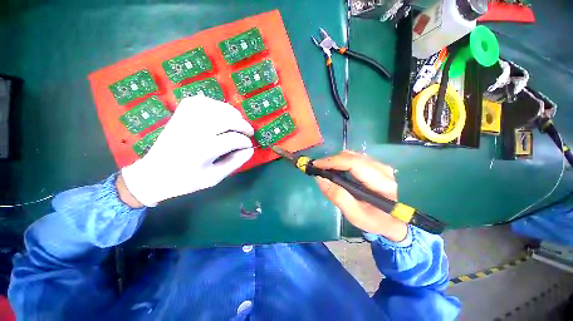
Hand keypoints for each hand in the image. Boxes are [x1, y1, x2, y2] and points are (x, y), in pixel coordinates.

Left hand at [121, 96, 253, 206]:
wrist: (154, 174)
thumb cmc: (186, 180)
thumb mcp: (214, 178)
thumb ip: (234, 163)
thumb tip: (250, 149)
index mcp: (202, 151)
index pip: (233, 139)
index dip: (245, 142)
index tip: (249, 146)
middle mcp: (194, 131)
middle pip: (226, 119)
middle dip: (243, 125)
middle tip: (249, 132)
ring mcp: (185, 120)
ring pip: (215, 107)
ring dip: (232, 113)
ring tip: (238, 121)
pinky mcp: (179, 114)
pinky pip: (200, 101)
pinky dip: (215, 104)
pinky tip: (221, 112)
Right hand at [313, 151, 407, 241]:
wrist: (392, 221)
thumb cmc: (374, 220)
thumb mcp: (354, 215)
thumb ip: (338, 197)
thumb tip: (320, 179)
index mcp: (381, 183)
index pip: (354, 164)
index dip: (333, 161)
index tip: (316, 165)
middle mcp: (382, 169)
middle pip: (352, 156)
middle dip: (332, 160)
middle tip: (318, 169)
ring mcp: (380, 165)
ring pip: (352, 155)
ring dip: (336, 160)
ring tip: (325, 170)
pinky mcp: (376, 165)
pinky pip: (354, 158)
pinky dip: (341, 161)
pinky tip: (336, 170)